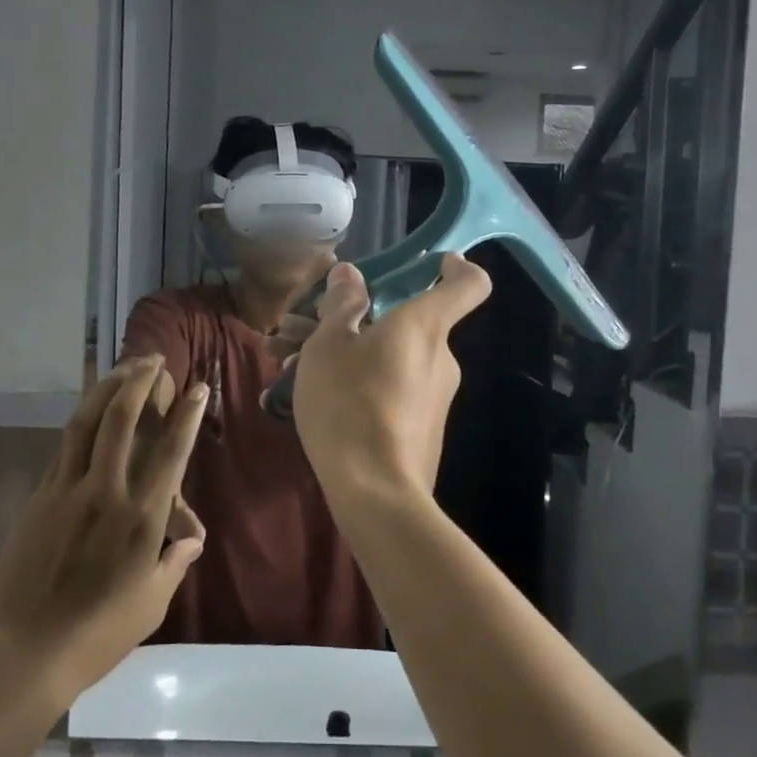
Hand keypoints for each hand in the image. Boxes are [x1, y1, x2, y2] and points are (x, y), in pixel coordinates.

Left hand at [0, 357, 208, 697]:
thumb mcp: (152, 603)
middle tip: (152, 359)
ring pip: (88, 423)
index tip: (196, 387)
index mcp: (142, 518)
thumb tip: (193, 538)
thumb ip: (174, 562)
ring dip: (107, 389)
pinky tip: (89, 412)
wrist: (25, 652)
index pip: (172, 452)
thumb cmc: (99, 634)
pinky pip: (64, 447)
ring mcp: (68, 490)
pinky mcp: (40, 498)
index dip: (187, 415)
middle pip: (124, 420)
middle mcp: (107, 492)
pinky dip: (82, 421)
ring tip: (122, 368)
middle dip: (141, 382)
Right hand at [286, 255, 492, 505]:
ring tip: (287, 360)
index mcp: (424, 326)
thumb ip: (341, 304)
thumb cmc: (349, 403)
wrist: (375, 494)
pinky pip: (388, 388)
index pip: (469, 284)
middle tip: (301, 326)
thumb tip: (350, 274)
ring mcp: (433, 396)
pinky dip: (355, 381)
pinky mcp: (420, 428)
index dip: (456, 266)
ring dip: (344, 351)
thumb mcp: (329, 345)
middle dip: (355, 318)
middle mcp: (438, 357)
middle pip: (407, 322)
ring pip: (388, 356)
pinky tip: (309, 394)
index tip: (433, 262)